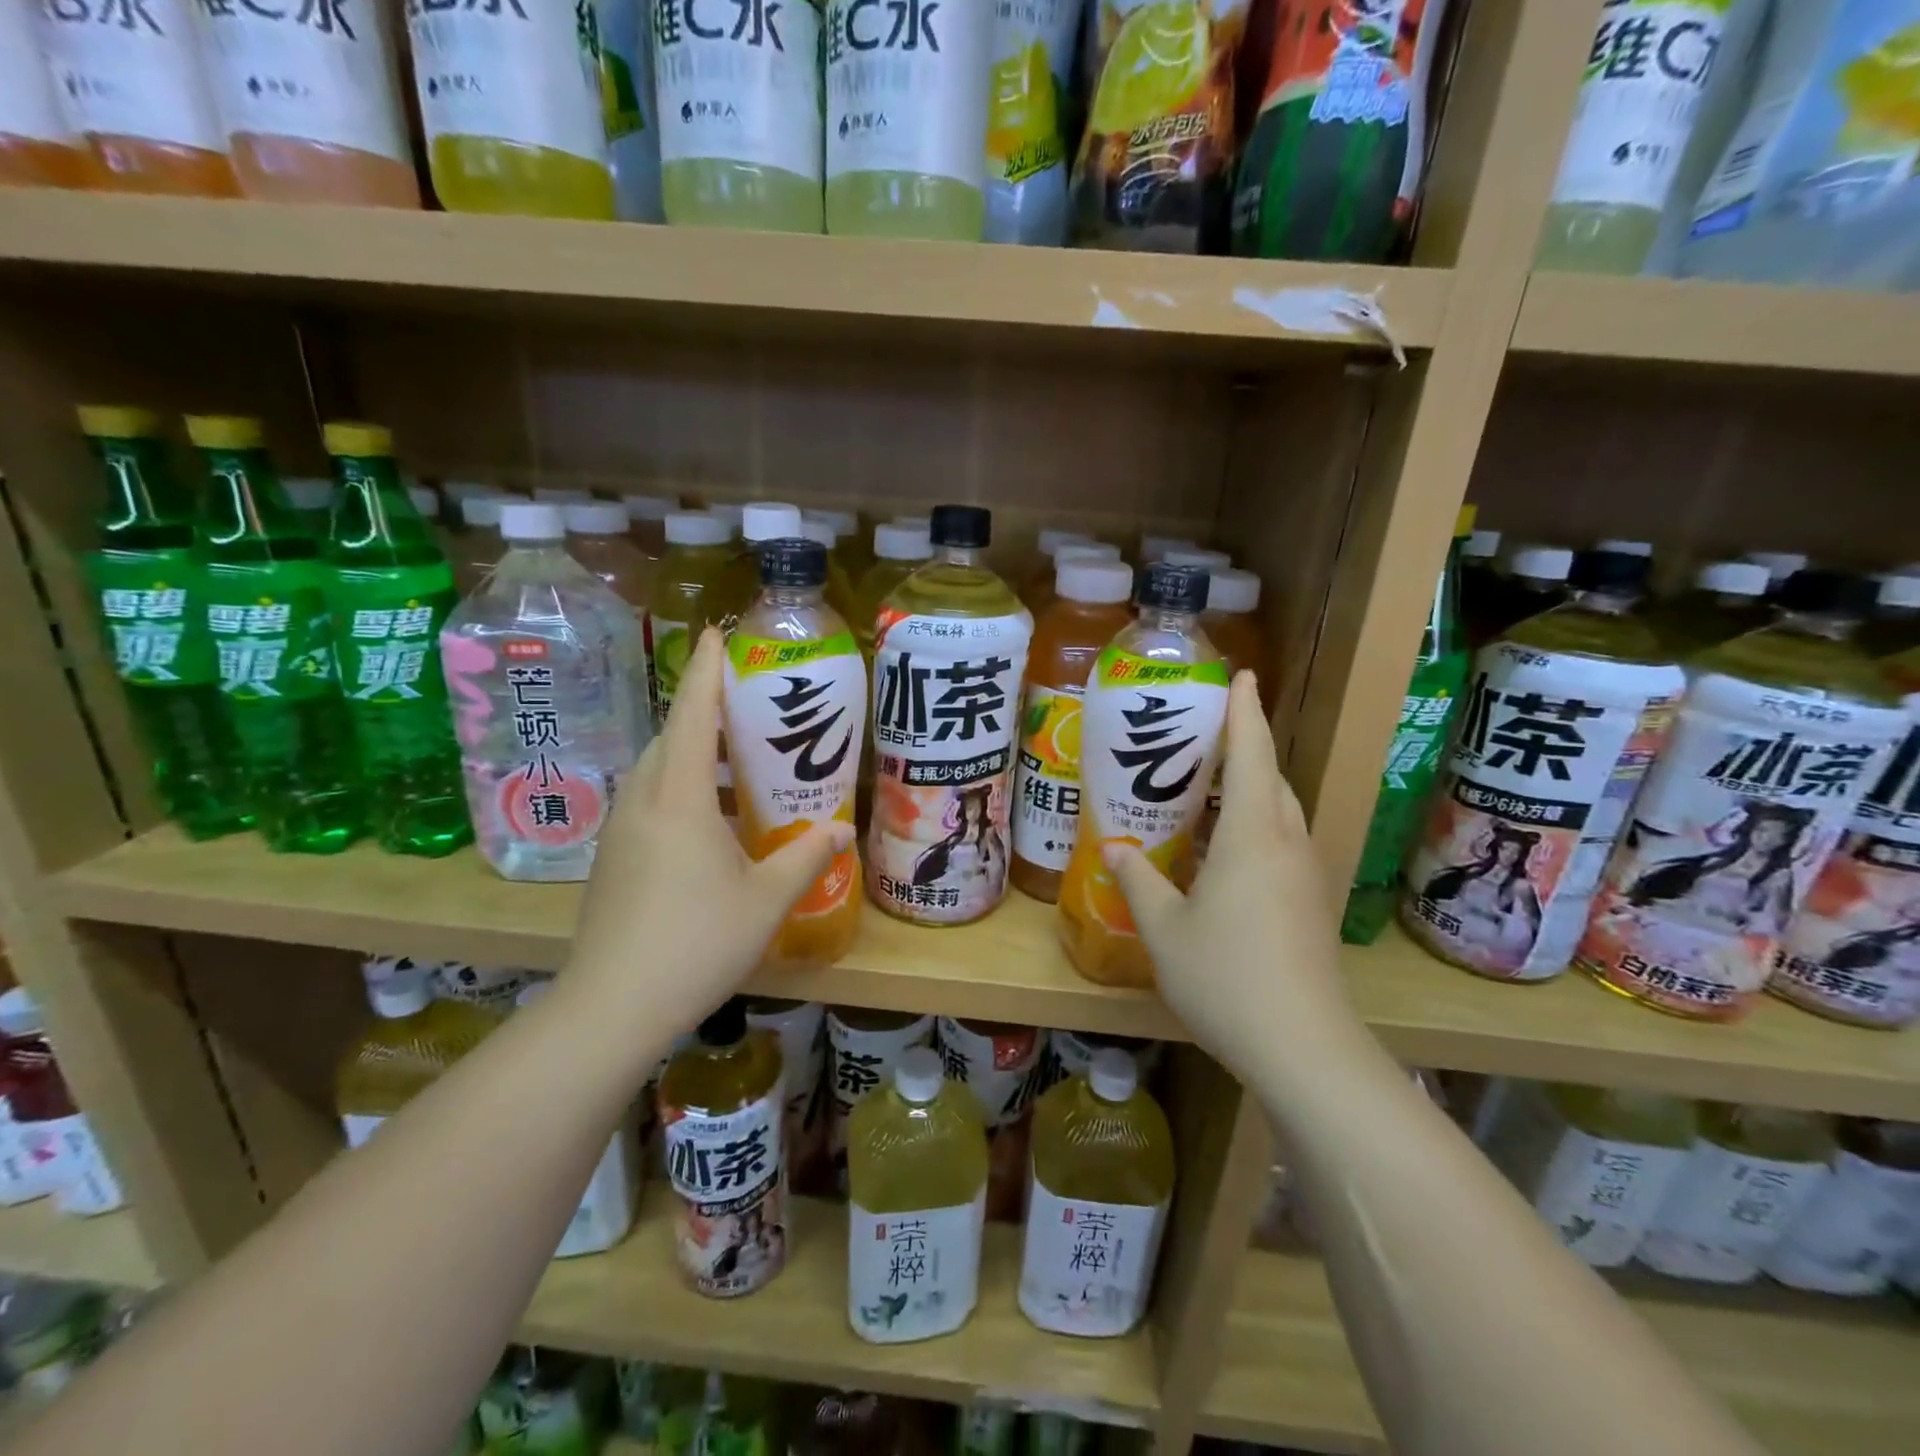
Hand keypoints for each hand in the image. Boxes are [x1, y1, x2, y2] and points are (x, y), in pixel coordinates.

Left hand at [565, 628, 853, 1040]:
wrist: (612, 1008)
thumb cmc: (698, 942)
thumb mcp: (767, 899)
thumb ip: (808, 856)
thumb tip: (843, 829)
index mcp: (679, 798)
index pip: (693, 716)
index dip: (708, 672)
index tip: (718, 633)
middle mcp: (643, 801)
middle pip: (671, 738)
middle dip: (704, 712)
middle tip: (747, 706)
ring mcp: (620, 831)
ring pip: (656, 772)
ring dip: (692, 755)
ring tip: (736, 762)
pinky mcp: (612, 859)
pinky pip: (649, 802)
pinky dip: (680, 790)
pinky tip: (711, 822)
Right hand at [1104, 671, 1362, 1085]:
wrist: (1304, 1048)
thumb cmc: (1226, 978)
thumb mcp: (1165, 930)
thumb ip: (1139, 883)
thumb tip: (1117, 849)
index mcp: (1252, 836)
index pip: (1252, 754)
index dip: (1245, 712)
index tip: (1242, 675)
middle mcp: (1287, 844)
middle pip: (1272, 778)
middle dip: (1247, 747)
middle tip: (1205, 735)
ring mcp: (1306, 876)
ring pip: (1282, 812)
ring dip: (1253, 789)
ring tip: (1210, 787)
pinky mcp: (1311, 904)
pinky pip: (1284, 843)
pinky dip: (1257, 826)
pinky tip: (1226, 851)